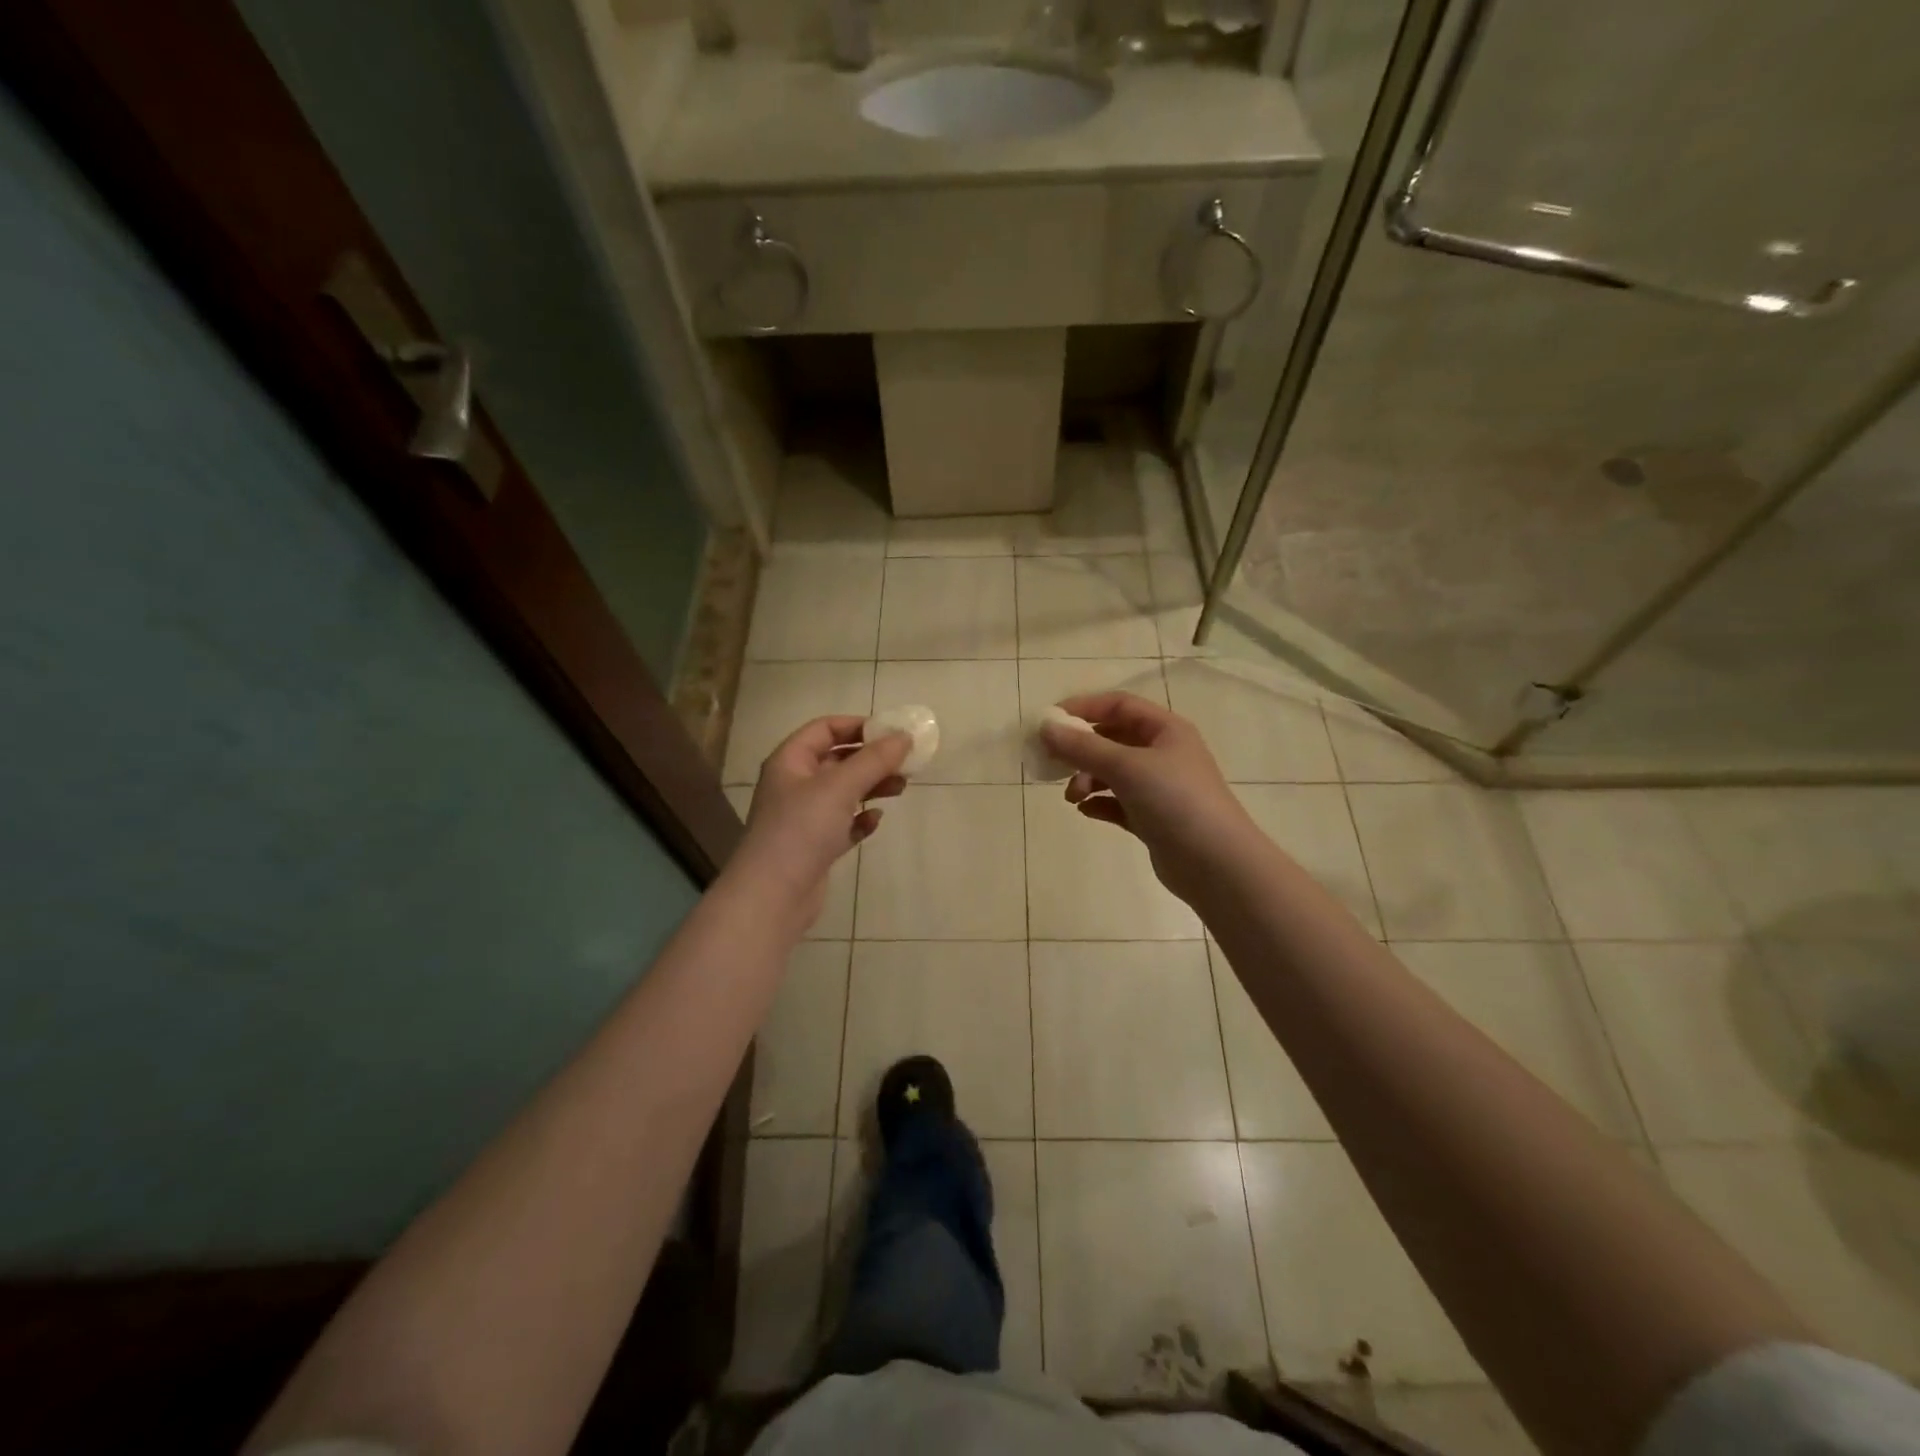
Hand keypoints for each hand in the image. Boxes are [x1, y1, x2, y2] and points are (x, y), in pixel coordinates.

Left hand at [730, 716, 909, 930]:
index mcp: (790, 761)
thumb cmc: (802, 830)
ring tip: (900, 790)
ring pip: (844, 792)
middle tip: (905, 763)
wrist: (773, 896)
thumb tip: (904, 736)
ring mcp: (804, 817)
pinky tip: (875, 822)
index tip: (891, 733)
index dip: (857, 725)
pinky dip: (861, 819)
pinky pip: (843, 823)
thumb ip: (874, 760)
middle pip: (837, 760)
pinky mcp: (815, 846)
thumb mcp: (840, 787)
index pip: (824, 729)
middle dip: (871, 759)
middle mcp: (794, 785)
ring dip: (872, 787)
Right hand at [1041, 692, 1254, 905]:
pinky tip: (1086, 811)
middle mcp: (1164, 754)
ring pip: (1113, 773)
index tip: (1050, 721)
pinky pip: (1118, 803)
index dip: (1084, 708)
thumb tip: (1045, 727)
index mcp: (1166, 730)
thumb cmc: (1175, 801)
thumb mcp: (1126, 766)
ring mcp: (1160, 788)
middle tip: (1053, 762)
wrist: (1215, 864)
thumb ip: (1082, 747)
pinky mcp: (1154, 819)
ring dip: (1087, 779)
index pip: (1119, 705)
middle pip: (1113, 739)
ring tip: (1072, 796)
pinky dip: (1100, 803)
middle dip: (1081, 749)